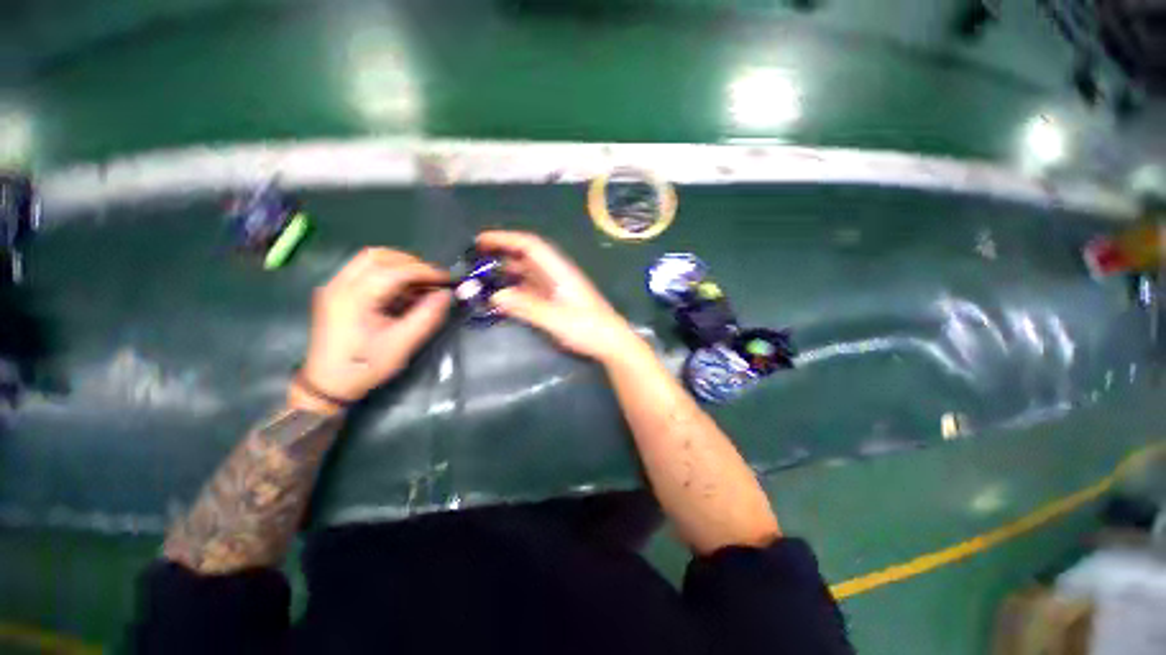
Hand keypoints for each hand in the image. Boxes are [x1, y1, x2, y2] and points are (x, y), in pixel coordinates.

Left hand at [296, 248, 451, 410]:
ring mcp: (334, 287)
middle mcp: (340, 285)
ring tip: (420, 283)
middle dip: (411, 262)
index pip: (394, 271)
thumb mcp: (402, 344)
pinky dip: (388, 274)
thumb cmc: (365, 366)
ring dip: (399, 265)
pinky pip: (364, 271)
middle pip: (378, 256)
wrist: (328, 384)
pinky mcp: (336, 292)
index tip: (447, 280)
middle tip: (433, 279)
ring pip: (370, 260)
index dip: (424, 271)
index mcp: (354, 298)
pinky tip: (402, 291)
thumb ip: (427, 316)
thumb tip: (446, 294)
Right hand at [477, 230, 642, 361]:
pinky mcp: (557, 300)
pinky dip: (516, 289)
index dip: (505, 239)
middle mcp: (557, 274)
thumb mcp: (556, 318)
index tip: (481, 240)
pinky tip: (504, 297)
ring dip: (507, 273)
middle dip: (502, 255)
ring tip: (484, 279)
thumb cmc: (587, 328)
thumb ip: (527, 306)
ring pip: (528, 273)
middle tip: (476, 261)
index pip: (530, 245)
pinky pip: (532, 289)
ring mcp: (557, 288)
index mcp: (559, 271)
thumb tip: (496, 295)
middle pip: (527, 257)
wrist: (611, 342)